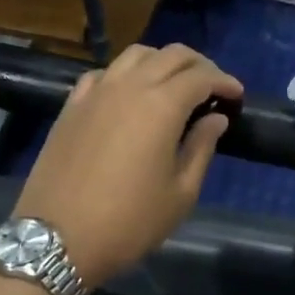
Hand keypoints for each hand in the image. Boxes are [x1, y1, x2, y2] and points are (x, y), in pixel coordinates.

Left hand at [15, 44, 242, 289]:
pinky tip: (129, 93)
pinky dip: (125, 73)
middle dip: (198, 64)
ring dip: (161, 61)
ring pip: (135, 55)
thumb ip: (201, 147)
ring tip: (174, 83)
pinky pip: (103, 73)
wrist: (57, 239)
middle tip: (213, 86)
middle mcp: (129, 86)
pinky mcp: (72, 105)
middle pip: (170, 55)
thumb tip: (215, 118)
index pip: (201, 77)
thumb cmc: (128, 222)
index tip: (237, 96)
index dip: (224, 81)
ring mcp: (96, 92)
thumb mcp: (180, 193)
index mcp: (162, 106)